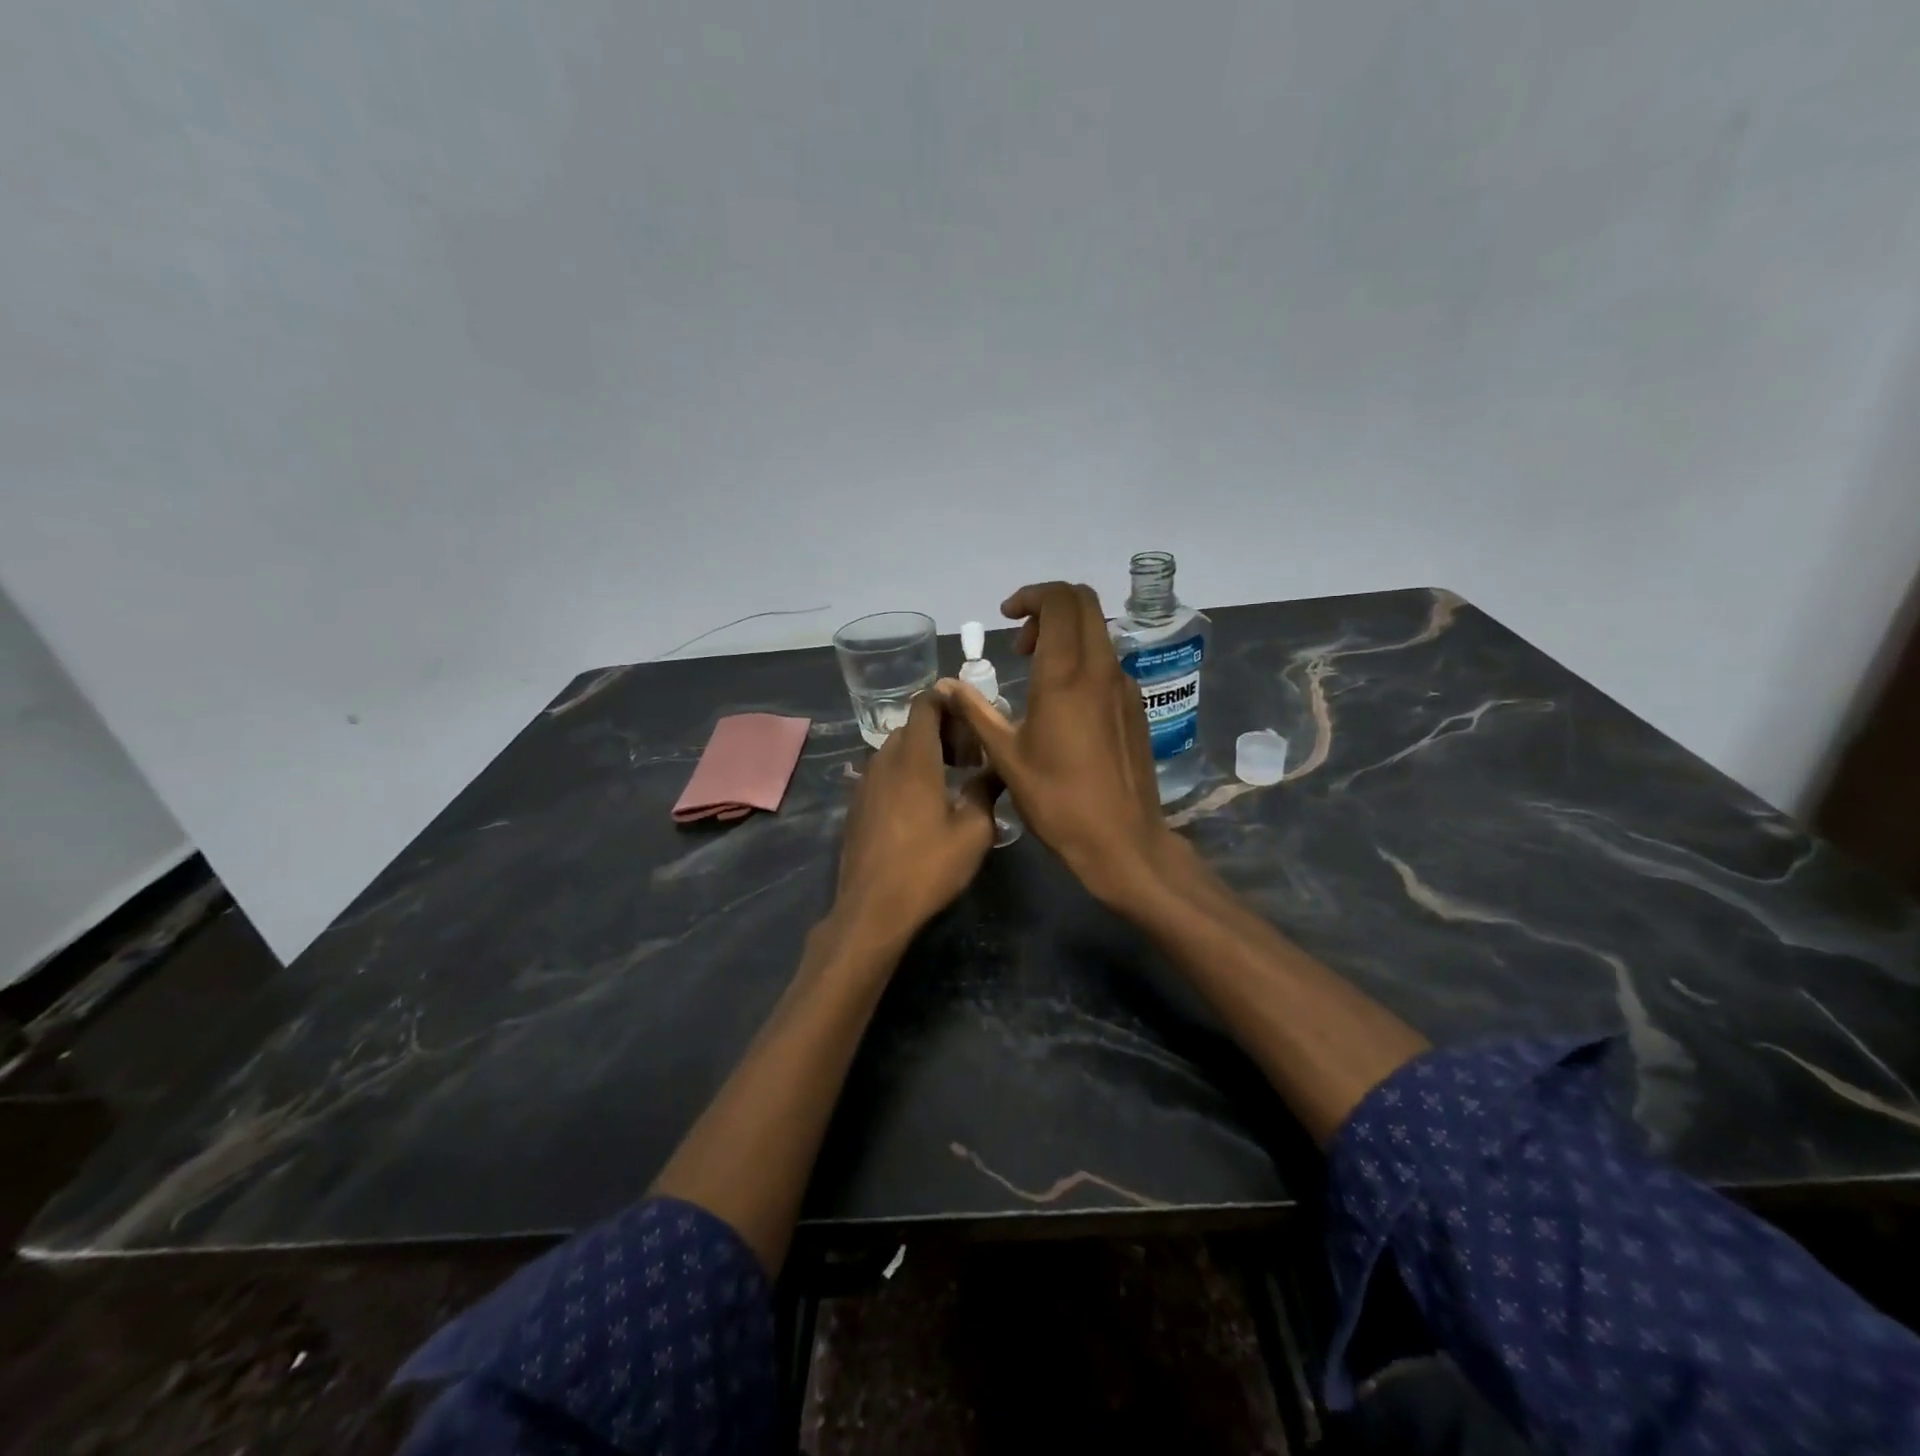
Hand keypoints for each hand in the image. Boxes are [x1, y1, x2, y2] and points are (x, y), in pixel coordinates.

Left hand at [830, 691, 997, 950]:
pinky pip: (883, 773)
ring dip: (922, 753)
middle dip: (941, 730)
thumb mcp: (974, 831)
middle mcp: (884, 761)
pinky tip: (921, 804)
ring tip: (949, 780)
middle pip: (912, 726)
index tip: (971, 715)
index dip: (948, 700)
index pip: (925, 704)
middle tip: (969, 757)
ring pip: (895, 750)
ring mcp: (865, 783)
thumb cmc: (928, 867)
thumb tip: (997, 768)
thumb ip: (986, 791)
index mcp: (914, 759)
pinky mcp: (857, 805)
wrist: (872, 909)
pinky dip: (904, 773)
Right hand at [938, 582, 1176, 905]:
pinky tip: (1063, 700)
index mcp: (1066, 675)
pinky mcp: (1136, 706)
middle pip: (1084, 603)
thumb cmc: (1057, 800)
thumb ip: (975, 711)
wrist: (1122, 840)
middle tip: (1021, 641)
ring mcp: (1124, 686)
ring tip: (1036, 670)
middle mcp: (1101, 669)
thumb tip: (944, 685)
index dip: (1031, 596)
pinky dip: (1083, 658)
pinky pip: (1108, 661)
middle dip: (1049, 606)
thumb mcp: (1005, 756)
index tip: (1006, 619)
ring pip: (1098, 631)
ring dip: (1066, 632)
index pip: (1060, 601)